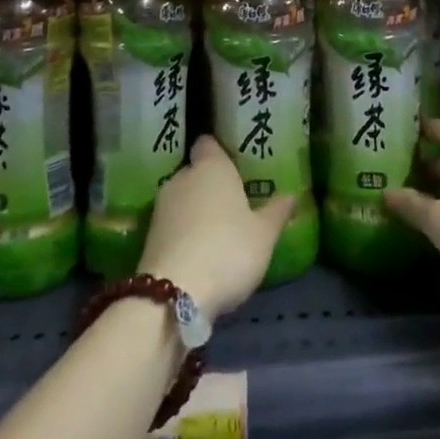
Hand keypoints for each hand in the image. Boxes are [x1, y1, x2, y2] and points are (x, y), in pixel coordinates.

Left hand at [140, 136, 293, 318]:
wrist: (173, 295)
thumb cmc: (227, 250)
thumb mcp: (264, 235)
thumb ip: (277, 212)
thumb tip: (292, 194)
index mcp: (211, 167)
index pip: (208, 143)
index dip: (220, 150)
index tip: (235, 161)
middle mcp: (182, 178)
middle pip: (195, 171)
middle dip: (211, 184)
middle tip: (234, 200)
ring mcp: (160, 207)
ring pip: (182, 198)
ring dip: (196, 210)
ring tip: (218, 229)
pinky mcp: (147, 236)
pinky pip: (172, 224)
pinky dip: (183, 232)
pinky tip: (199, 251)